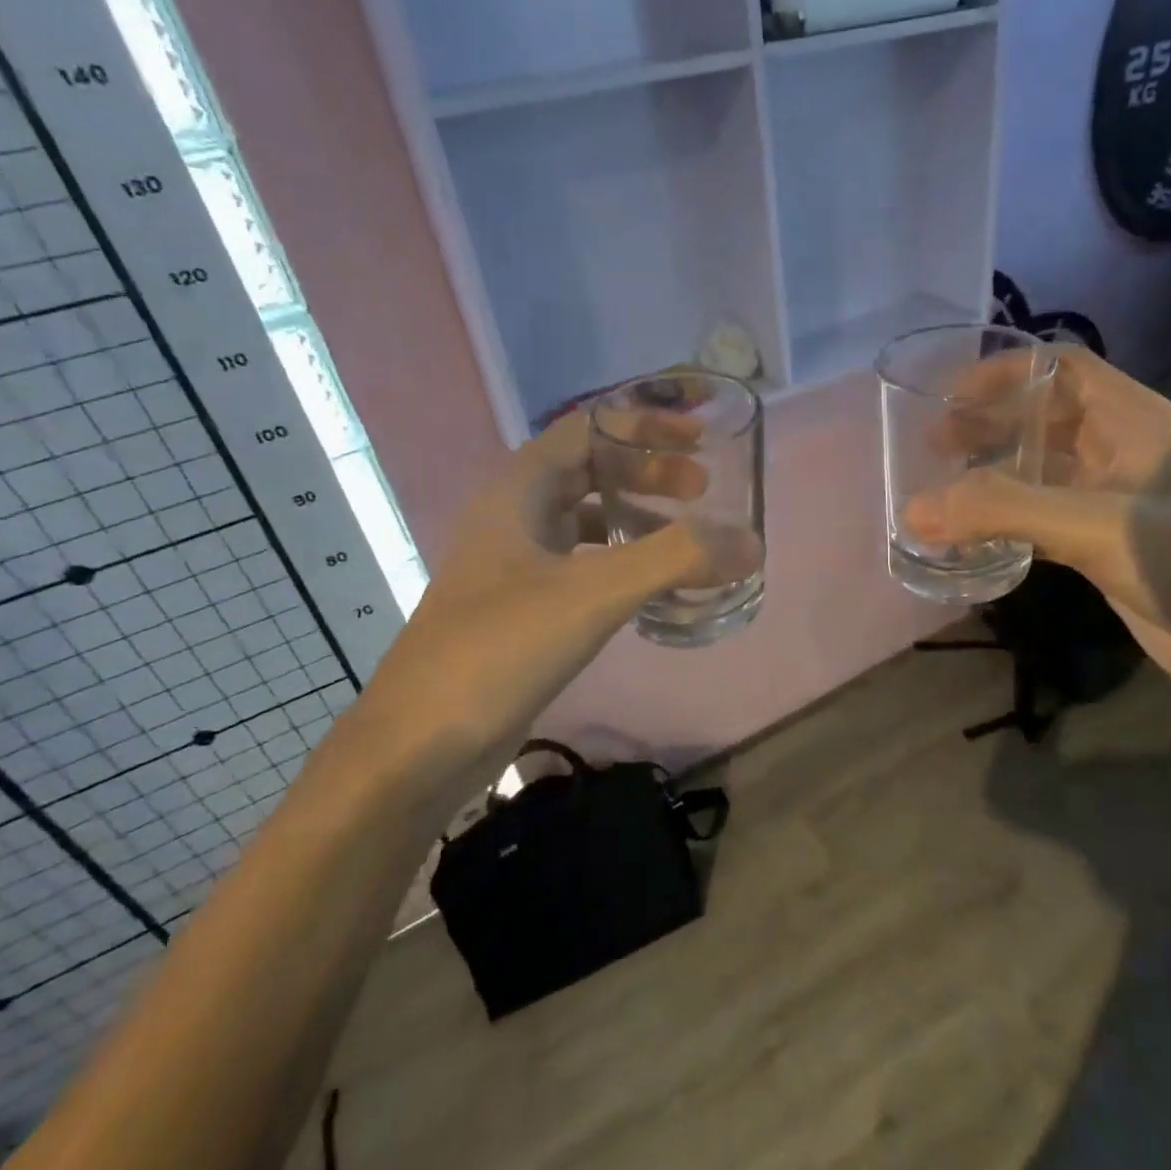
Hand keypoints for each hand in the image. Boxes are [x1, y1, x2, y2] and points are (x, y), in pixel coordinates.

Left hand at [328, 412, 733, 811]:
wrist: (419, 746)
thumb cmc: (498, 649)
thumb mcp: (592, 593)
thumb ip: (675, 559)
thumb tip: (751, 541)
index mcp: (519, 490)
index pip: (588, 428)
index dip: (645, 424)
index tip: (699, 438)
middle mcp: (514, 517)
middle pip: (590, 470)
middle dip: (649, 472)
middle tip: (704, 489)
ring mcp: (514, 564)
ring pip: (586, 520)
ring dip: (637, 518)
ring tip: (689, 536)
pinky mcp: (522, 608)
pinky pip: (582, 565)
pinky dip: (622, 563)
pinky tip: (652, 588)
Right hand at [903, 347, 1170, 717]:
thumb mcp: (1098, 526)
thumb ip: (1004, 512)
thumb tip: (913, 509)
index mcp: (1131, 422)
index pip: (1061, 369)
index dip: (1004, 372)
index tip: (947, 396)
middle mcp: (1120, 452)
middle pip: (1041, 419)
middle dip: (986, 425)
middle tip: (931, 448)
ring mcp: (1111, 502)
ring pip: (1037, 473)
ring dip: (990, 478)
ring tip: (937, 493)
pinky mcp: (1102, 548)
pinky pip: (1039, 522)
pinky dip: (1002, 525)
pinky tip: (969, 540)